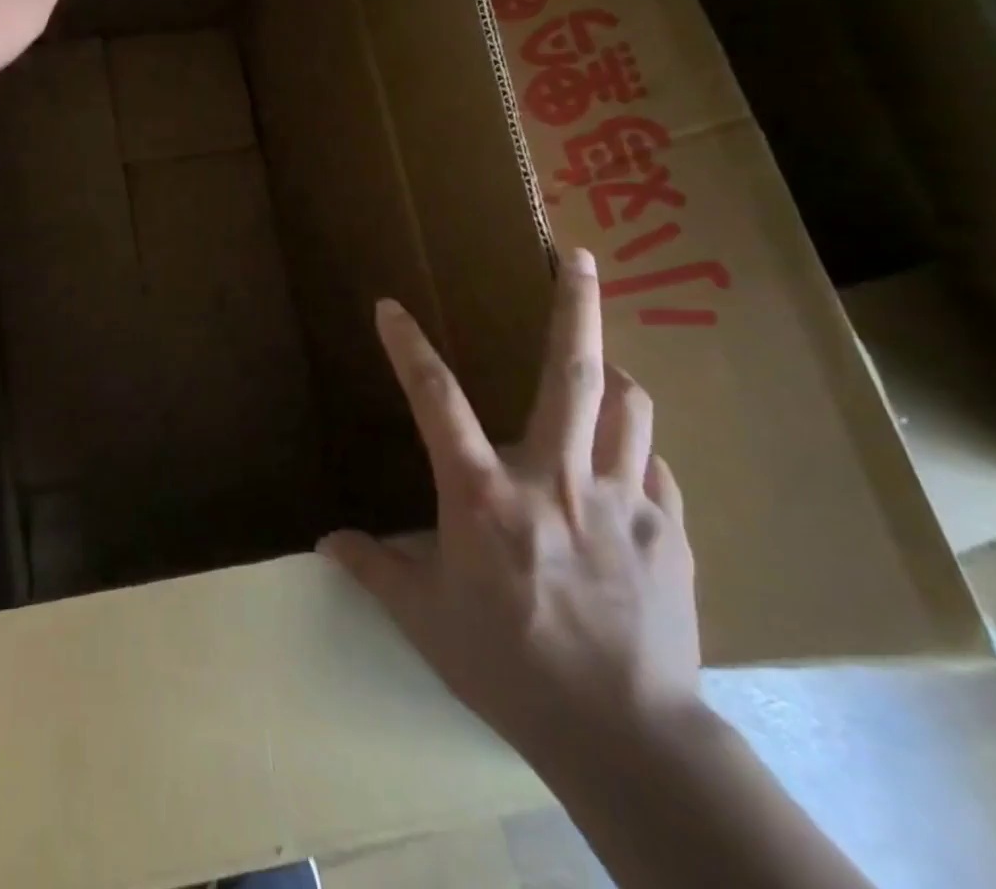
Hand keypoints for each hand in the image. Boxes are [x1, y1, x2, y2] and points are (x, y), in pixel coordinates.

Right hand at [320, 248, 699, 765]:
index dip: (408, 347)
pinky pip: (653, 463)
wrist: (630, 738)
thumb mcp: (427, 621)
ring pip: (628, 405)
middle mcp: (554, 479)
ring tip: (601, 364)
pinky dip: (634, 447)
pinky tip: (624, 460)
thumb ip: (376, 568)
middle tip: (581, 256)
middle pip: (572, 373)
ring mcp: (621, 499)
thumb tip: (326, 542)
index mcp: (485, 496)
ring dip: (612, 373)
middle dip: (576, 305)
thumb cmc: (511, 669)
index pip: (435, 401)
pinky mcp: (669, 528)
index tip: (389, 307)